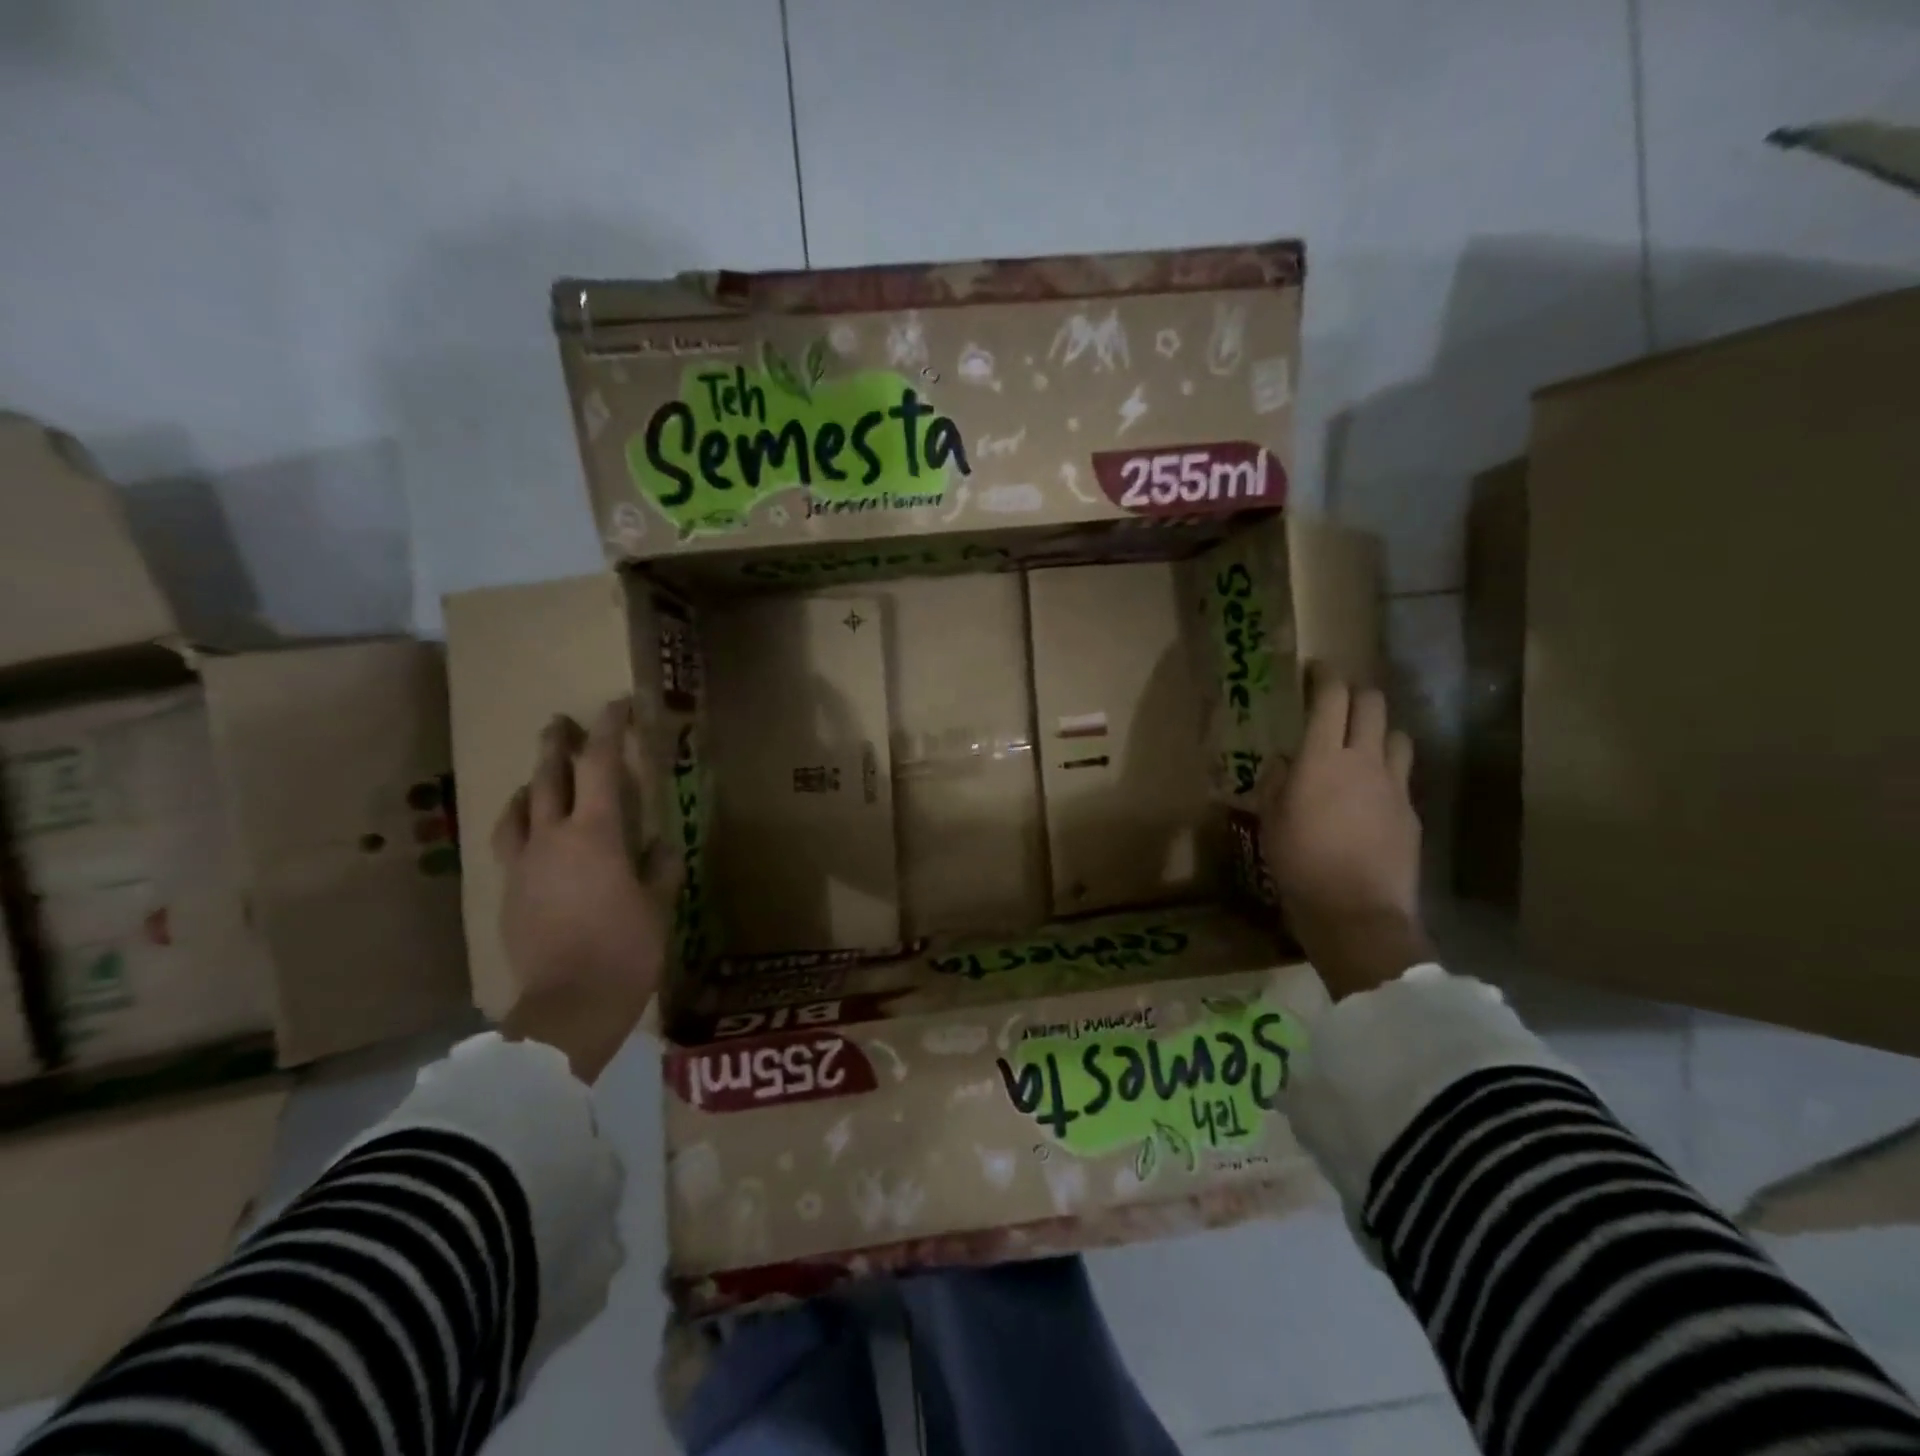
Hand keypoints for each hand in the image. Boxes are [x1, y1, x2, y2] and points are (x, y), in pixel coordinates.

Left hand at [492, 700, 674, 1081]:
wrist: (568, 1005)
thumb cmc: (626, 950)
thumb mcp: (658, 906)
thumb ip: (659, 869)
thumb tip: (661, 845)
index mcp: (595, 834)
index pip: (601, 765)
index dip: (610, 730)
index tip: (618, 706)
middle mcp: (552, 838)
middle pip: (548, 776)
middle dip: (558, 744)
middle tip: (563, 723)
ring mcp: (524, 865)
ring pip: (518, 808)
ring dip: (530, 784)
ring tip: (538, 776)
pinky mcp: (509, 892)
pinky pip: (510, 843)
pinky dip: (519, 823)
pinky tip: (529, 832)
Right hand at [1259, 668, 1431, 999]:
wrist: (1357, 913)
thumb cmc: (1300, 864)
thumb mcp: (1271, 821)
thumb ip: (1277, 783)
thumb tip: (1284, 764)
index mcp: (1324, 758)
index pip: (1332, 697)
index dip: (1324, 676)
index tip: (1314, 670)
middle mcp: (1365, 760)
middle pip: (1373, 704)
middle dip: (1355, 694)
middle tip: (1335, 703)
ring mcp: (1395, 786)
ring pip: (1397, 736)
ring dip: (1378, 731)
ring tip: (1360, 746)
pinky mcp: (1412, 813)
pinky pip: (1402, 777)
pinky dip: (1387, 772)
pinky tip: (1370, 795)